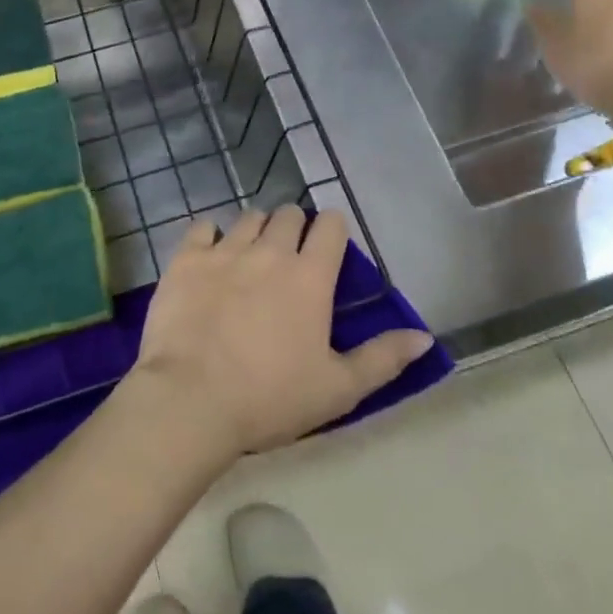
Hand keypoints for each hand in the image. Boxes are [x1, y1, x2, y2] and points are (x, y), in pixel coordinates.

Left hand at [130, 207, 435, 460]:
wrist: (191, 399)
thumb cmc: (270, 398)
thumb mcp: (338, 389)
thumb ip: (383, 359)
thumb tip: (425, 337)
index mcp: (310, 276)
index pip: (331, 226)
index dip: (332, 230)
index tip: (328, 248)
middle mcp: (270, 250)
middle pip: (288, 214)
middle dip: (294, 228)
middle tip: (288, 258)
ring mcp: (225, 250)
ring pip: (249, 217)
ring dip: (256, 230)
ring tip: (251, 257)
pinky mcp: (187, 257)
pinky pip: (203, 227)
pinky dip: (210, 236)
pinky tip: (209, 256)